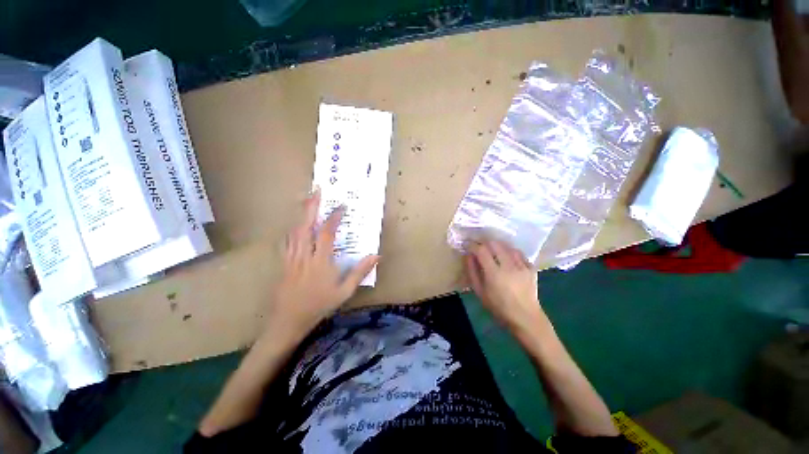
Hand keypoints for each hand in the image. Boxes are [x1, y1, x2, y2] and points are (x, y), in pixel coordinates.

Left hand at [268, 190, 378, 338]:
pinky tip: (294, 224)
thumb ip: (359, 272)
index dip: (334, 217)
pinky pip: (287, 241)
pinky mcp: (284, 263)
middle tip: (316, 191)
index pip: (327, 233)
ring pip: (294, 231)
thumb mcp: (344, 292)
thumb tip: (376, 256)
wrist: (288, 321)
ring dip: (301, 214)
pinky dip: (292, 229)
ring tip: (306, 201)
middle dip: (311, 207)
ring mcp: (291, 258)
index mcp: (321, 261)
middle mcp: (305, 255)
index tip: (341, 206)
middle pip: (306, 226)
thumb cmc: (319, 306)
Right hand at [465, 241, 549, 337]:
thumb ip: (472, 272)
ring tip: (493, 252)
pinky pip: (519, 254)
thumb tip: (468, 255)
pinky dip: (511, 252)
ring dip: (498, 247)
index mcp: (494, 273)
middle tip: (480, 248)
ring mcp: (522, 266)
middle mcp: (509, 266)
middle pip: (495, 244)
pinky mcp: (531, 268)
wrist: (525, 318)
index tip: (468, 246)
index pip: (481, 250)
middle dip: (485, 243)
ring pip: (507, 246)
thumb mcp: (479, 292)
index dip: (473, 245)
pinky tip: (507, 258)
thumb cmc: (498, 307)